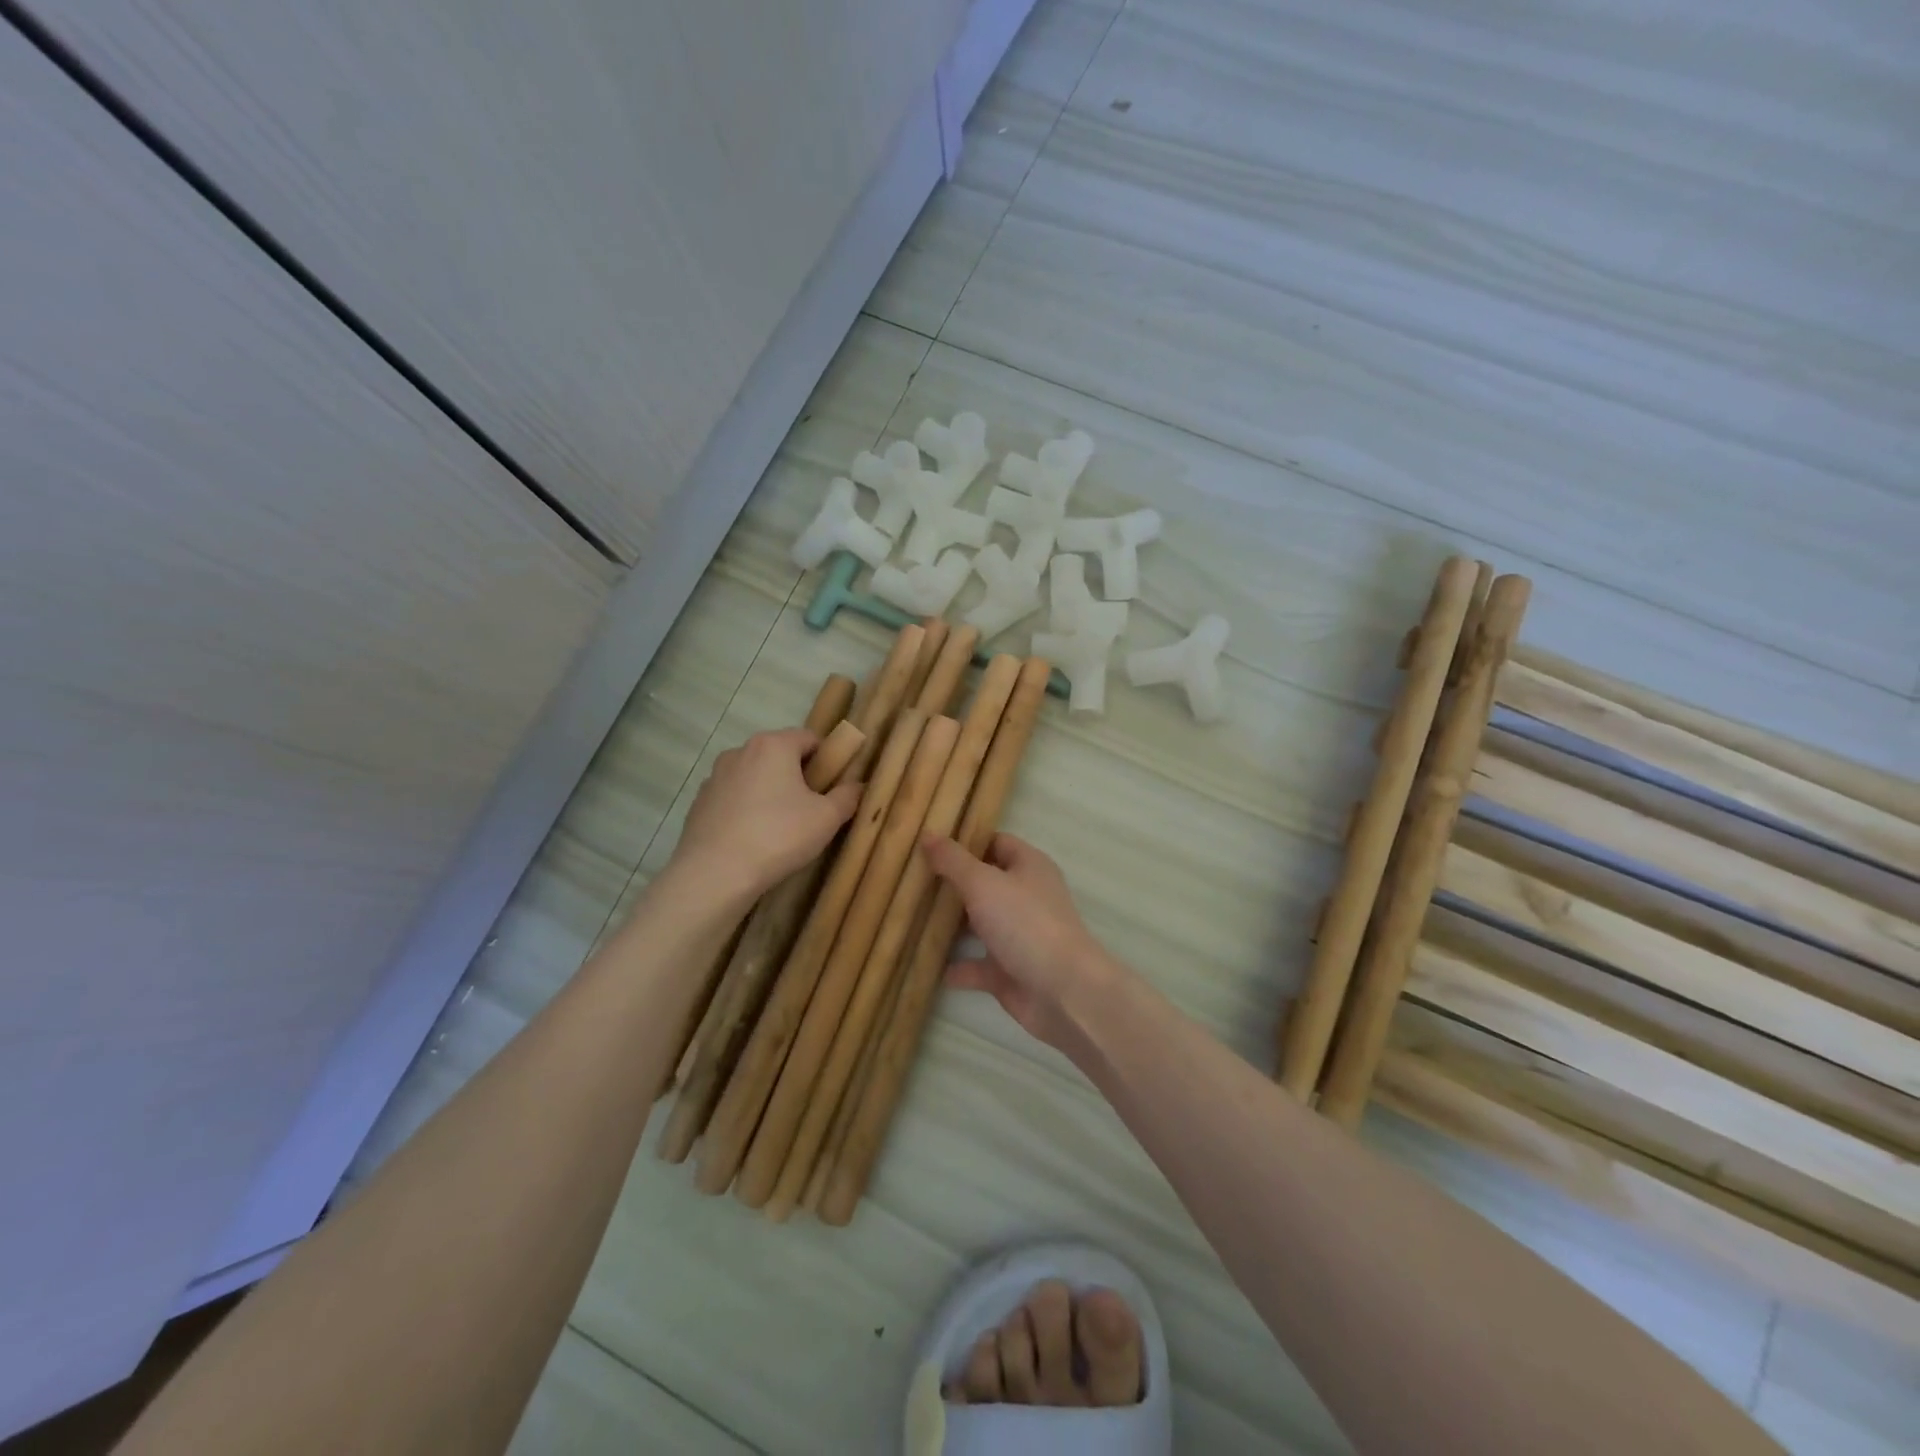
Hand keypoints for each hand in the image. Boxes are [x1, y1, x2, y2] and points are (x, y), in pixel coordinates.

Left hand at [672, 729, 860, 904]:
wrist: (715, 874)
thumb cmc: (779, 836)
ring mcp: (714, 776)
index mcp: (773, 745)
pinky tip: (753, 838)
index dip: (826, 759)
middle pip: (779, 756)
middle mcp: (740, 751)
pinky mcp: (699, 802)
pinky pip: (733, 798)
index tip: (833, 787)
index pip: (809, 738)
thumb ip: (848, 796)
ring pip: (754, 777)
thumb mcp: (827, 818)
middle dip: (797, 776)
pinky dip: (746, 810)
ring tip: (780, 828)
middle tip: (811, 809)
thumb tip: (858, 786)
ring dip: (770, 793)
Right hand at [921, 832, 1121, 1055]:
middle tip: (912, 878)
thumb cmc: (1025, 923)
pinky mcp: (1010, 971)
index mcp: (1028, 866)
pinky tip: (927, 964)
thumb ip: (953, 861)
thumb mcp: (983, 883)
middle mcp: (1026, 897)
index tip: (929, 843)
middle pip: (985, 883)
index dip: (965, 841)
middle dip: (952, 883)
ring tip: (911, 917)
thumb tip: (927, 834)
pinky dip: (957, 966)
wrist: (1062, 991)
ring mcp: (1019, 935)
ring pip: (980, 924)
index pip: (995, 842)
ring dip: (951, 925)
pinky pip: (977, 965)